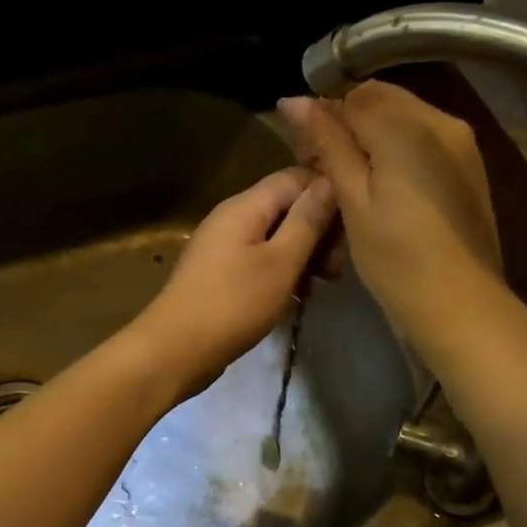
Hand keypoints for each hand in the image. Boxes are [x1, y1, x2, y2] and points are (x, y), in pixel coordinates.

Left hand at [126, 167, 338, 399]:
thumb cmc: (234, 303)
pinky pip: (258, 259)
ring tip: (320, 286)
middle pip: (286, 207)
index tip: (350, 232)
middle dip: (317, 232)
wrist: (176, 348)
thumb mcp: (281, 261)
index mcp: (245, 205)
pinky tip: (296, 296)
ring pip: (275, 236)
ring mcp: (222, 245)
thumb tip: (329, 183)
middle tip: (335, 270)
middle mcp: (231, 216)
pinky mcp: (219, 272)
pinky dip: (281, 271)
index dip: (328, 197)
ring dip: (302, 255)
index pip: (296, 178)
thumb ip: (307, 221)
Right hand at [279, 84, 503, 356]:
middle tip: (324, 171)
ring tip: (352, 184)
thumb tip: (294, 101)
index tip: (306, 157)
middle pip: (381, 101)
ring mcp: (461, 143)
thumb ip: (327, 143)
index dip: (323, 119)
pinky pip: (423, 141)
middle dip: (348, 125)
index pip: (353, 96)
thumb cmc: (395, 255)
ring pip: (402, 119)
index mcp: (409, 126)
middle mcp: (442, 121)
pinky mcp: (468, 167)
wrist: (458, 303)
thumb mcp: (352, 198)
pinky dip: (396, 152)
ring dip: (371, 139)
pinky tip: (383, 191)